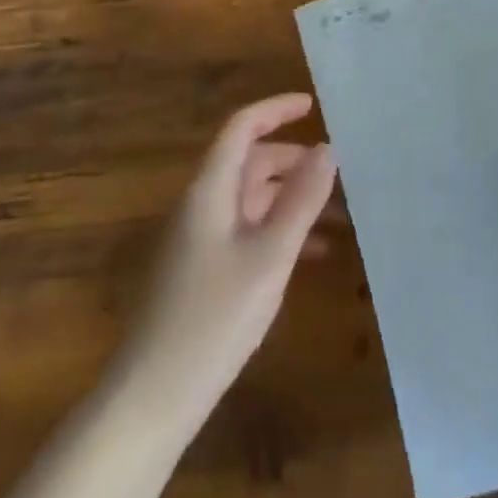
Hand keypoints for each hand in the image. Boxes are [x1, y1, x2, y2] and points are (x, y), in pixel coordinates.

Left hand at [112, 93, 338, 444]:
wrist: (156, 393)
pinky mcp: (205, 269)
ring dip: (293, 200)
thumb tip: (328, 148)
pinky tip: (314, 254)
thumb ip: (301, 200)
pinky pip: (248, 231)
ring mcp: (201, 238)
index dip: (276, 110)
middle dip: (295, 161)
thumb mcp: (270, 255)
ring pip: (253, 200)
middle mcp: (203, 205)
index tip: (313, 105)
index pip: (241, 128)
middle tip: (340, 172)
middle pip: (250, 163)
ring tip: (340, 215)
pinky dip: (280, 230)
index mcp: (210, 190)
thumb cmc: (215, 316)